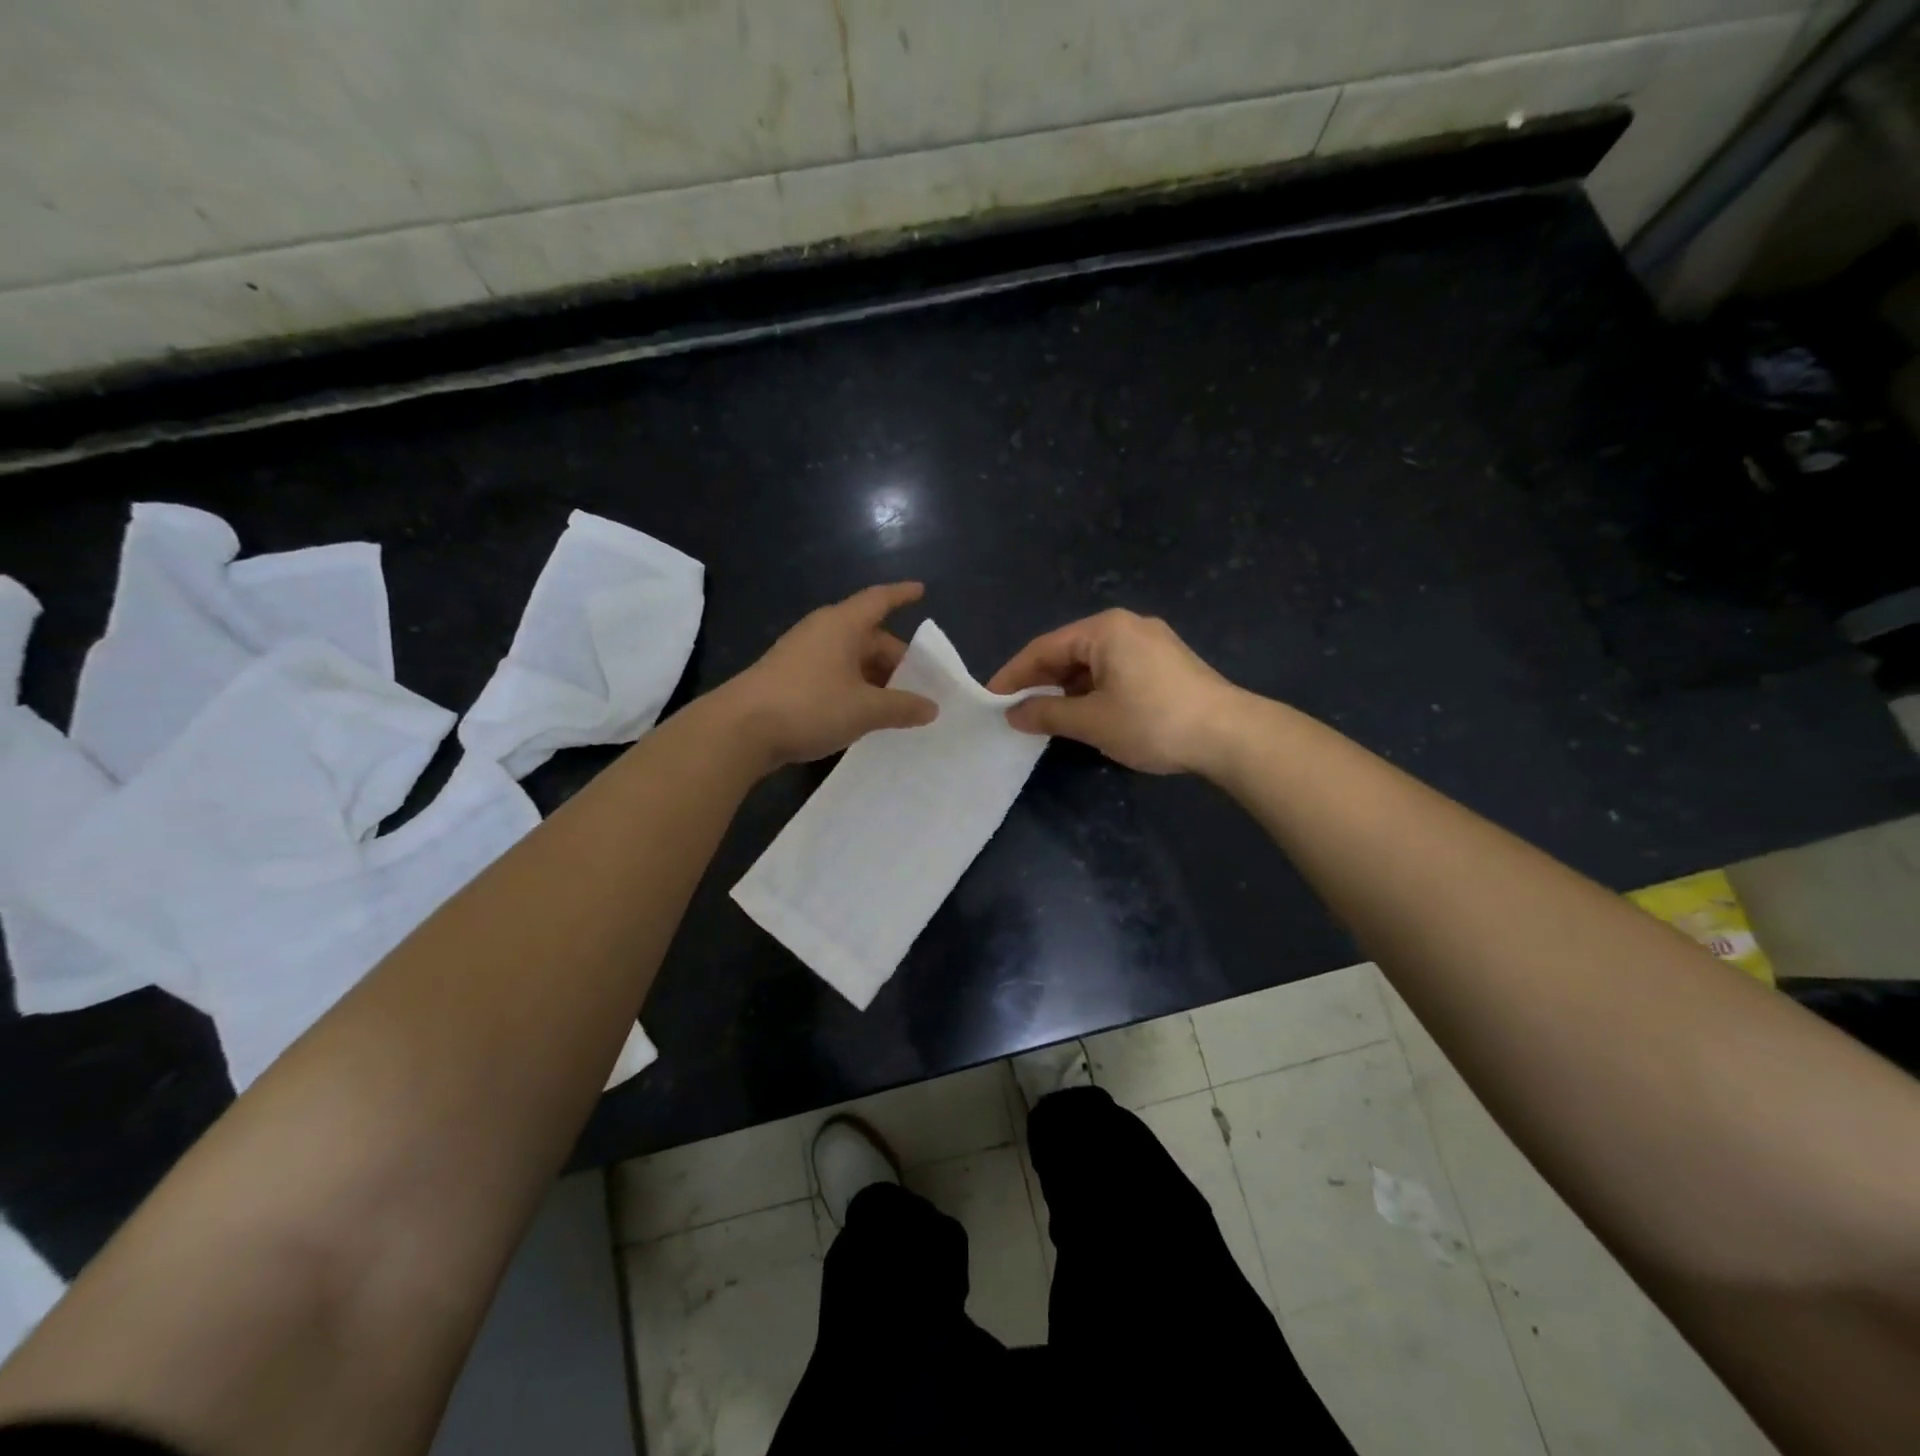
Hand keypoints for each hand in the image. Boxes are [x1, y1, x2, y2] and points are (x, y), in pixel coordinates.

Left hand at [720, 582, 937, 768]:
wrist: (739, 730)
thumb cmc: (810, 705)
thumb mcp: (865, 710)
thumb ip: (902, 707)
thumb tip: (931, 707)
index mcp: (842, 624)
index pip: (879, 600)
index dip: (901, 595)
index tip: (921, 590)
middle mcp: (821, 631)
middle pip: (867, 635)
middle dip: (894, 658)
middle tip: (918, 684)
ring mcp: (801, 654)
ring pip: (849, 658)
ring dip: (873, 676)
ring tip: (895, 703)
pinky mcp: (787, 678)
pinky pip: (831, 674)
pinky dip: (852, 687)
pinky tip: (861, 713)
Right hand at [987, 609, 1242, 774]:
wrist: (1229, 734)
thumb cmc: (1152, 721)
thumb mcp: (1092, 721)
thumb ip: (1047, 714)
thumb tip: (1014, 714)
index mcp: (1104, 629)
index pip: (1044, 648)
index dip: (1014, 674)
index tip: (991, 698)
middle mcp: (1126, 625)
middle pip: (1069, 651)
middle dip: (1041, 681)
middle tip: (1016, 710)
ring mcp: (1151, 642)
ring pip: (1093, 662)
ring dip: (1068, 689)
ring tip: (1047, 717)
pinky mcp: (1167, 662)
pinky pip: (1116, 669)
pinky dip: (1094, 689)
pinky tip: (1086, 713)